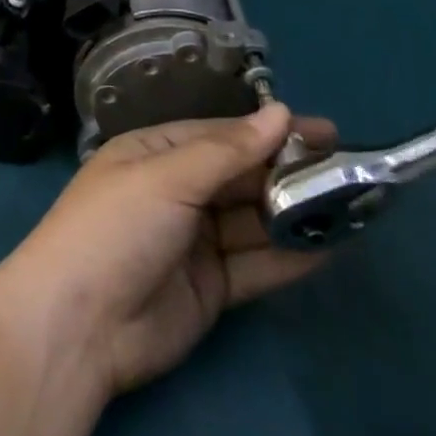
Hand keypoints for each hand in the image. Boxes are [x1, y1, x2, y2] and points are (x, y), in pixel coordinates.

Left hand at [0, 105, 336, 398]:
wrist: (80, 324)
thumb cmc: (116, 228)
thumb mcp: (167, 178)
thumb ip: (227, 151)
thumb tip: (280, 112)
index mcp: (153, 153)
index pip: (219, 134)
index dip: (268, 131)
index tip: (322, 130)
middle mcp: (174, 191)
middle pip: (239, 176)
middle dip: (288, 172)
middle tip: (351, 170)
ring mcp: (193, 241)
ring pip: (252, 220)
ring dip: (295, 213)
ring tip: (354, 204)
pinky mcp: (210, 288)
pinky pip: (256, 265)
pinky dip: (290, 257)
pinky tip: (331, 246)